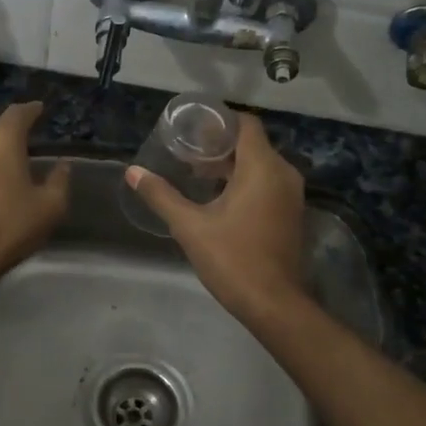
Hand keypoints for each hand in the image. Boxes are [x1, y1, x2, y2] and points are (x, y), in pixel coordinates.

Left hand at [0, 101, 69, 284]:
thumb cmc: (10, 226)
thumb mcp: (50, 206)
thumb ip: (59, 180)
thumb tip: (62, 166)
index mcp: (2, 137)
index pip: (19, 112)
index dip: (32, 111)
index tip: (40, 110)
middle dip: (11, 137)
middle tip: (26, 151)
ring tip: (4, 172)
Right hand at [124, 114, 307, 323]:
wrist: (273, 304)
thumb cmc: (232, 259)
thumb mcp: (190, 227)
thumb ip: (162, 195)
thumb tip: (133, 172)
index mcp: (262, 168)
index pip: (246, 124)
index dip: (219, 122)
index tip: (192, 129)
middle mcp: (283, 173)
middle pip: (252, 144)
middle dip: (220, 145)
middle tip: (188, 152)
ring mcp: (292, 195)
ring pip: (261, 164)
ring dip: (232, 165)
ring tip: (198, 175)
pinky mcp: (292, 213)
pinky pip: (269, 183)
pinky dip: (247, 182)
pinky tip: (220, 198)